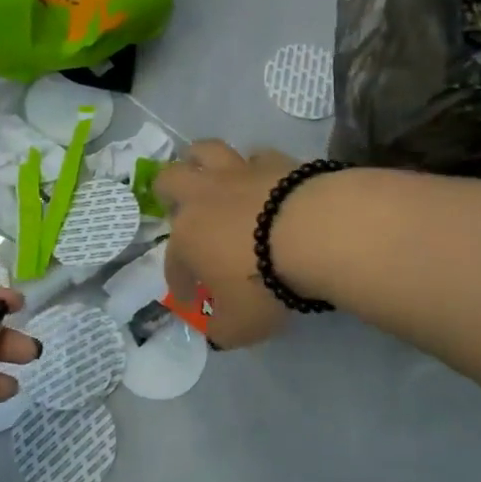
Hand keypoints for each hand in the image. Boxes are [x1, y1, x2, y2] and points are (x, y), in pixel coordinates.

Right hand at [153, 142, 299, 347]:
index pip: (174, 262)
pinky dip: (254, 166)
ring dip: (200, 160)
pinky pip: (255, 156)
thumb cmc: (265, 283)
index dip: (179, 282)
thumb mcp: (240, 325)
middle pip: (170, 180)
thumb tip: (216, 329)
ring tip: (207, 172)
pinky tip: (263, 178)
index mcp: (187, 238)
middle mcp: (203, 198)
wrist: (313, 232)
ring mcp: (237, 174)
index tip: (190, 299)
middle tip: (176, 205)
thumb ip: (222, 329)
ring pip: (205, 152)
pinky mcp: (274, 160)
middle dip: (167, 192)